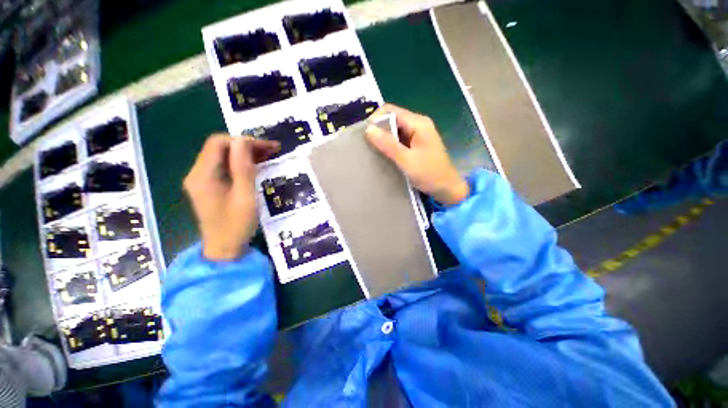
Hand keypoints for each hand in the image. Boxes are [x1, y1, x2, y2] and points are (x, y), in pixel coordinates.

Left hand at [183, 134, 279, 260]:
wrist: (224, 249)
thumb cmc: (236, 225)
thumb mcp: (244, 196)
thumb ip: (243, 168)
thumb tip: (243, 140)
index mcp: (203, 175)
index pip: (219, 143)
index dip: (244, 141)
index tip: (268, 148)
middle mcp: (198, 173)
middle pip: (220, 148)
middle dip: (247, 146)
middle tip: (273, 150)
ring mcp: (202, 180)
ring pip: (223, 156)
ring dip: (246, 154)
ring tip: (269, 155)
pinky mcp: (210, 186)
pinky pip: (224, 167)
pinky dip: (241, 164)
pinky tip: (256, 166)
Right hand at [366, 104, 468, 205]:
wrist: (447, 188)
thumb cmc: (429, 174)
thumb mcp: (406, 160)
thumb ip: (388, 144)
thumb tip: (368, 130)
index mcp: (418, 123)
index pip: (391, 111)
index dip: (375, 119)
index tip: (364, 134)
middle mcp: (419, 124)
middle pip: (393, 119)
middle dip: (379, 130)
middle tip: (367, 144)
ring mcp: (419, 134)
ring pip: (395, 130)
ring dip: (384, 138)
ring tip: (372, 150)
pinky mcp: (417, 144)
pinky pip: (400, 139)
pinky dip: (391, 145)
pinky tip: (384, 154)